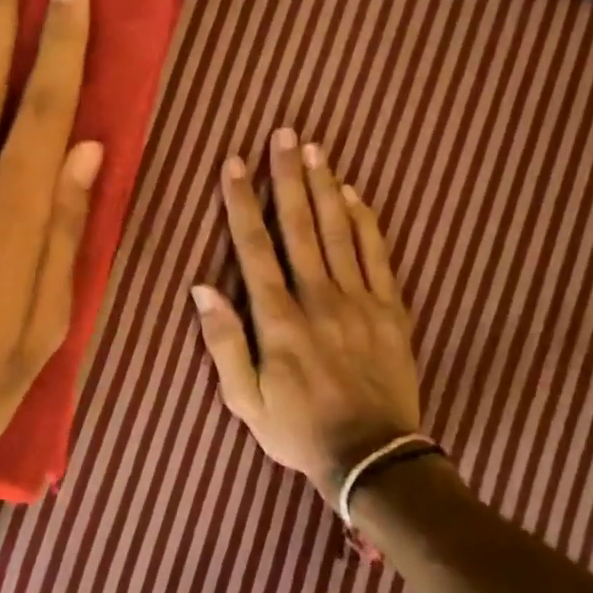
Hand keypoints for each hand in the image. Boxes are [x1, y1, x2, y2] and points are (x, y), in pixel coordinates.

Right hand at [191, 128, 423, 499]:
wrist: (373, 458)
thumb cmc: (298, 430)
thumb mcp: (244, 400)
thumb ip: (223, 342)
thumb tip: (202, 289)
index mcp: (278, 319)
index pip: (254, 247)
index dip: (242, 202)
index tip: (235, 164)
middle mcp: (318, 298)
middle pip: (300, 226)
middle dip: (288, 177)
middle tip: (285, 134)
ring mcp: (359, 301)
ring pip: (339, 232)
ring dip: (325, 187)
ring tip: (316, 149)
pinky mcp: (390, 310)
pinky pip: (378, 256)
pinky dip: (366, 222)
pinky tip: (355, 195)